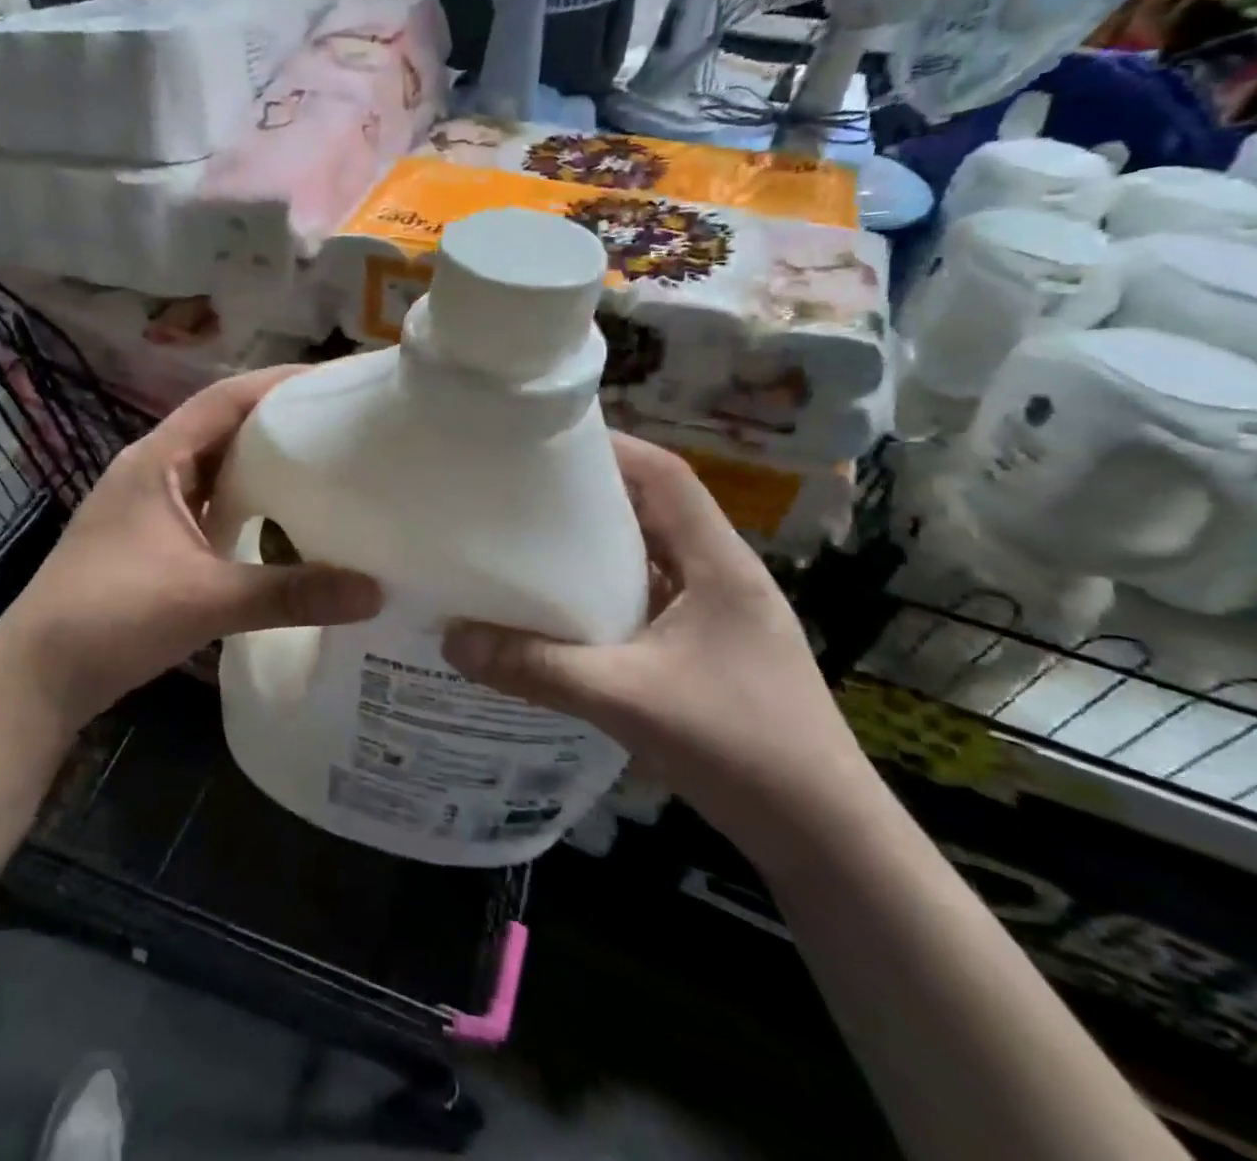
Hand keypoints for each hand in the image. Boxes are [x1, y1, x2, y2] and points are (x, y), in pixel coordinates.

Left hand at [0, 368, 382, 730]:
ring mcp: (146, 504)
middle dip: (277, 420)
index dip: (279, 382)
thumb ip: (290, 593)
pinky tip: (276, 520)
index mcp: (157, 459)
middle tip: (340, 425)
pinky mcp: (148, 538)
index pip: (225, 397)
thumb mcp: (206, 600)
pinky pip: (205, 502)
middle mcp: (150, 469)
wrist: (35, 676)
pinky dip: (242, 501)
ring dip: (259, 462)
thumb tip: (373, 592)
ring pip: (213, 466)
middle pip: (222, 426)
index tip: (334, 381)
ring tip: (320, 465)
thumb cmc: (112, 617)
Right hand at [441, 434, 879, 868]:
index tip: (550, 441)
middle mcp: (721, 576)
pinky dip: (607, 591)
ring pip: (651, 556)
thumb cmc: (740, 748)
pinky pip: (649, 598)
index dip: (615, 448)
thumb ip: (537, 668)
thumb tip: (452, 640)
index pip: (668, 477)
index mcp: (719, 564)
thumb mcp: (626, 700)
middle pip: (655, 510)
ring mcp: (718, 615)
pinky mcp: (708, 649)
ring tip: (531, 540)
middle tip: (523, 489)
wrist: (827, 839)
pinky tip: (563, 610)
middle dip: (592, 493)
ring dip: (598, 544)